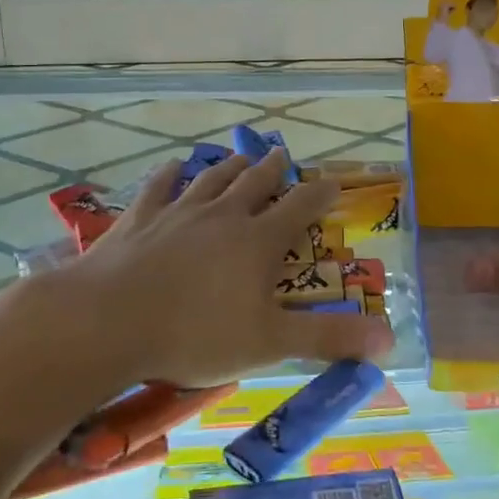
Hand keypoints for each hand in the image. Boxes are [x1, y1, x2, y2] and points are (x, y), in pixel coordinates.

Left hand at [53, 152, 392, 389]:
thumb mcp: (270, 343)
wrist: (109, 321)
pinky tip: (173, 165)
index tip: (333, 182)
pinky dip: (169, 174)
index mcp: (258, 241)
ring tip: (241, 155)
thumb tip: (390, 339)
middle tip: (283, 154)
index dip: (320, 194)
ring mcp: (178, 212)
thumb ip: (329, 338)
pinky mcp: (139, 219)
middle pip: (255, 183)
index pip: (300, 208)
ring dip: (229, 166)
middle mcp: (223, 215)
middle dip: (274, 169)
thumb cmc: (196, 334)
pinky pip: (159, 187)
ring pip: (212, 179)